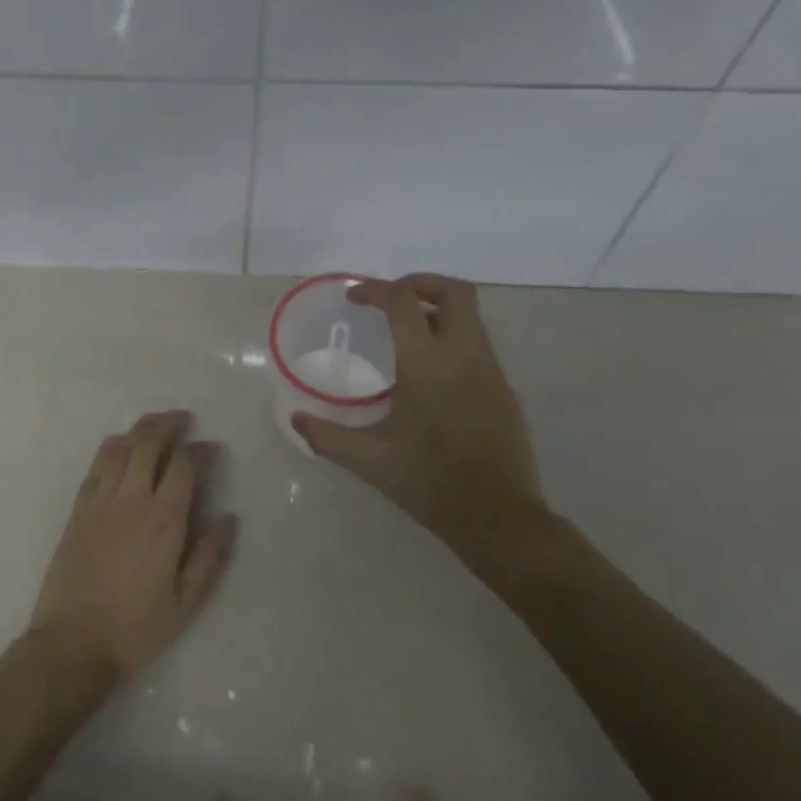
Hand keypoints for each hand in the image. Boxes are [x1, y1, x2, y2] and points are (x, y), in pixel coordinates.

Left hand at [27, 410, 236, 684]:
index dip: (201, 450)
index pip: (184, 465)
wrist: (73, 643)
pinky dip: (111, 448)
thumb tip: (227, 518)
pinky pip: (96, 466)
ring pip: (119, 448)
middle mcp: (131, 500)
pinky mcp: (77, 511)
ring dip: (139, 430)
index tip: (213, 449)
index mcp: (163, 520)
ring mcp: (99, 502)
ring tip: (154, 425)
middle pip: (148, 443)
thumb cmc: (136, 627)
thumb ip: (209, 556)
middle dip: (169, 425)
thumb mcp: (186, 602)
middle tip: (184, 420)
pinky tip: (119, 448)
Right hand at [291, 275, 568, 583]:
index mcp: (426, 365)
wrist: (497, 517)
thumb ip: (327, 436)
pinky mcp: (505, 390)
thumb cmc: (429, 483)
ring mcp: (491, 372)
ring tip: (409, 331)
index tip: (354, 298)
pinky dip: (455, 338)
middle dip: (421, 284)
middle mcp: (464, 356)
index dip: (375, 289)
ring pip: (472, 317)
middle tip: (392, 299)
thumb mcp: (369, 460)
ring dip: (439, 311)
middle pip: (455, 292)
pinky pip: (480, 345)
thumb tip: (295, 419)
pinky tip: (434, 372)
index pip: (402, 302)